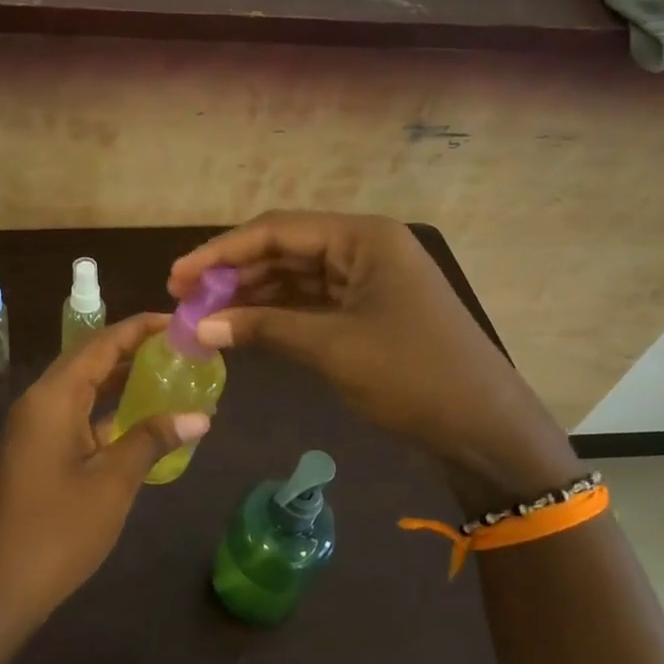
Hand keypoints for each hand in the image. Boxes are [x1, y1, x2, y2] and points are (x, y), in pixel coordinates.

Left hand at [0, 314, 210, 629]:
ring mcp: (34, 426)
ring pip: (81, 387)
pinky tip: (139, 417)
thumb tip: (200, 416)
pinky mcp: (36, 449)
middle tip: (178, 347)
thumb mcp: (113, 482)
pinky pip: (75, 413)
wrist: (3, 585)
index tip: (177, 321)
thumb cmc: (59, 529)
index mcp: (53, 397)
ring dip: (119, 378)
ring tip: (167, 372)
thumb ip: (153, 440)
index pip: (101, 344)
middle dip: (132, 349)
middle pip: (89, 360)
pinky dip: (105, 409)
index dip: (139, 329)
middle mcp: (39, 401)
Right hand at [169, 211, 577, 504]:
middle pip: (283, 249)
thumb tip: (197, 326)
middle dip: (232, 273)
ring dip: (250, 294)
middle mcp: (363, 247)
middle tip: (183, 298)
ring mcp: (367, 279)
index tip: (177, 276)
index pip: (276, 231)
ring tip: (203, 315)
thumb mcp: (332, 348)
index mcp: (363, 238)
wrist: (486, 431)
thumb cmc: (413, 378)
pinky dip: (275, 314)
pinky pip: (310, 302)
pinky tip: (241, 327)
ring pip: (294, 276)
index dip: (220, 252)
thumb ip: (263, 328)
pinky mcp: (367, 310)